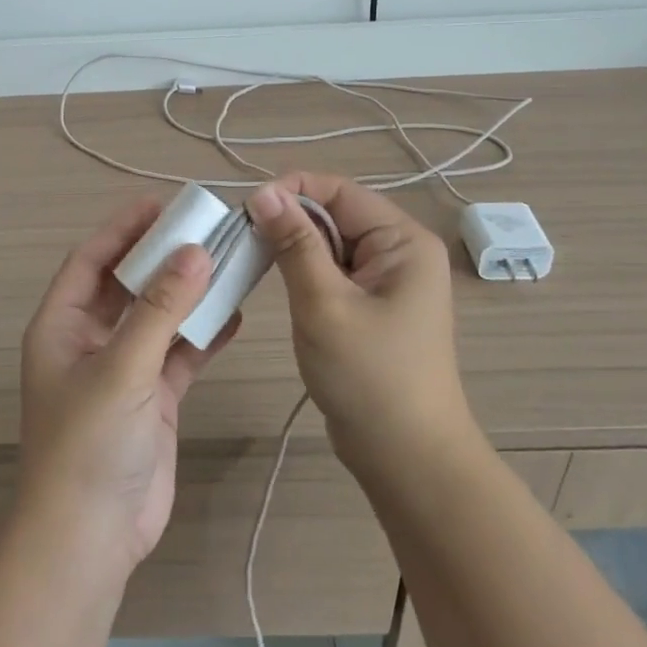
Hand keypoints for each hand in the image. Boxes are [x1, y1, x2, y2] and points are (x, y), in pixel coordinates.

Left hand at [18, 197, 241, 568]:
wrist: (91, 537)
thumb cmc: (89, 443)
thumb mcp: (121, 368)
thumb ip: (159, 309)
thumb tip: (195, 252)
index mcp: (62, 325)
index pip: (92, 260)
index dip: (123, 228)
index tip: (162, 203)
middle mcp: (90, 340)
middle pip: (129, 284)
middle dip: (163, 256)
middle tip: (206, 227)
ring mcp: (123, 370)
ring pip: (159, 317)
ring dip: (189, 293)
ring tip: (229, 261)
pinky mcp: (152, 397)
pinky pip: (179, 353)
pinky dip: (204, 335)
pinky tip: (235, 315)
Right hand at [247, 174, 476, 476]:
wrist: (406, 456)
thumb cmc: (369, 376)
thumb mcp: (324, 303)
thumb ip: (294, 244)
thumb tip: (263, 192)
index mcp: (403, 240)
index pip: (340, 191)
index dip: (291, 190)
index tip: (245, 209)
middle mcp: (400, 251)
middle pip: (335, 214)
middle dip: (289, 219)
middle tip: (240, 236)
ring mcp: (387, 280)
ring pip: (330, 243)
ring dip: (292, 246)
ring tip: (250, 256)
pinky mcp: (372, 305)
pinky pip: (332, 271)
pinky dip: (303, 271)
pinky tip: (274, 280)